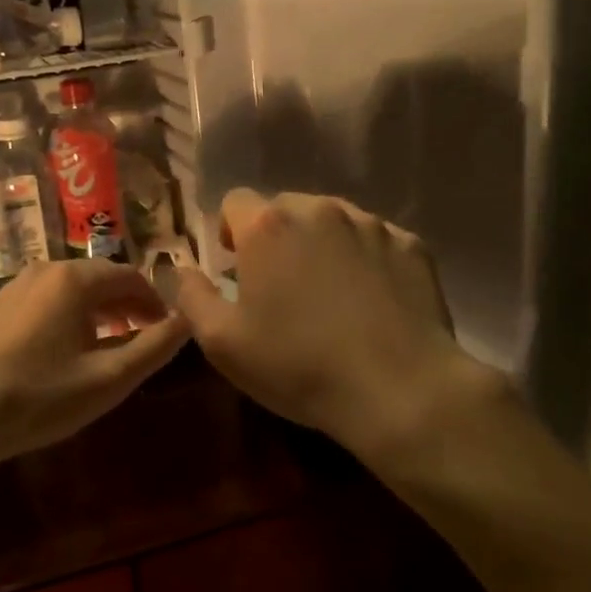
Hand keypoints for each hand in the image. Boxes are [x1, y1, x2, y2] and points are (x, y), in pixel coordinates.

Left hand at [0, 258, 190, 463]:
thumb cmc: (43, 397)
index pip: (128, 276)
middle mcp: (42, 271)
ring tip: (105, 342)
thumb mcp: (110, 379)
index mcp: (73, 280)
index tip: (166, 326)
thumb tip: (188, 319)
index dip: (153, 300)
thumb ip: (155, 346)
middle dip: (124, 303)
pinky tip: (58, 348)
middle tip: (141, 334)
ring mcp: (11, 288)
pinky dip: (60, 315)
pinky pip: (38, 302)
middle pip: (97, 278)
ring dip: (93, 309)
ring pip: (66, 289)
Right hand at [174, 189, 514, 470]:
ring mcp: (371, 223)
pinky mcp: (411, 245)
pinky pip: (375, 240)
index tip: (237, 269)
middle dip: (276, 237)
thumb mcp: (222, 342)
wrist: (399, 389)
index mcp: (269, 226)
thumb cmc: (299, 365)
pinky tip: (372, 302)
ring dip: (321, 245)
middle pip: (285, 208)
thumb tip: (179, 269)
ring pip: (332, 221)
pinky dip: (365, 260)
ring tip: (330, 295)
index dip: (230, 233)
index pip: (235, 202)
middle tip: (281, 286)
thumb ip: (191, 296)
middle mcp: (320, 209)